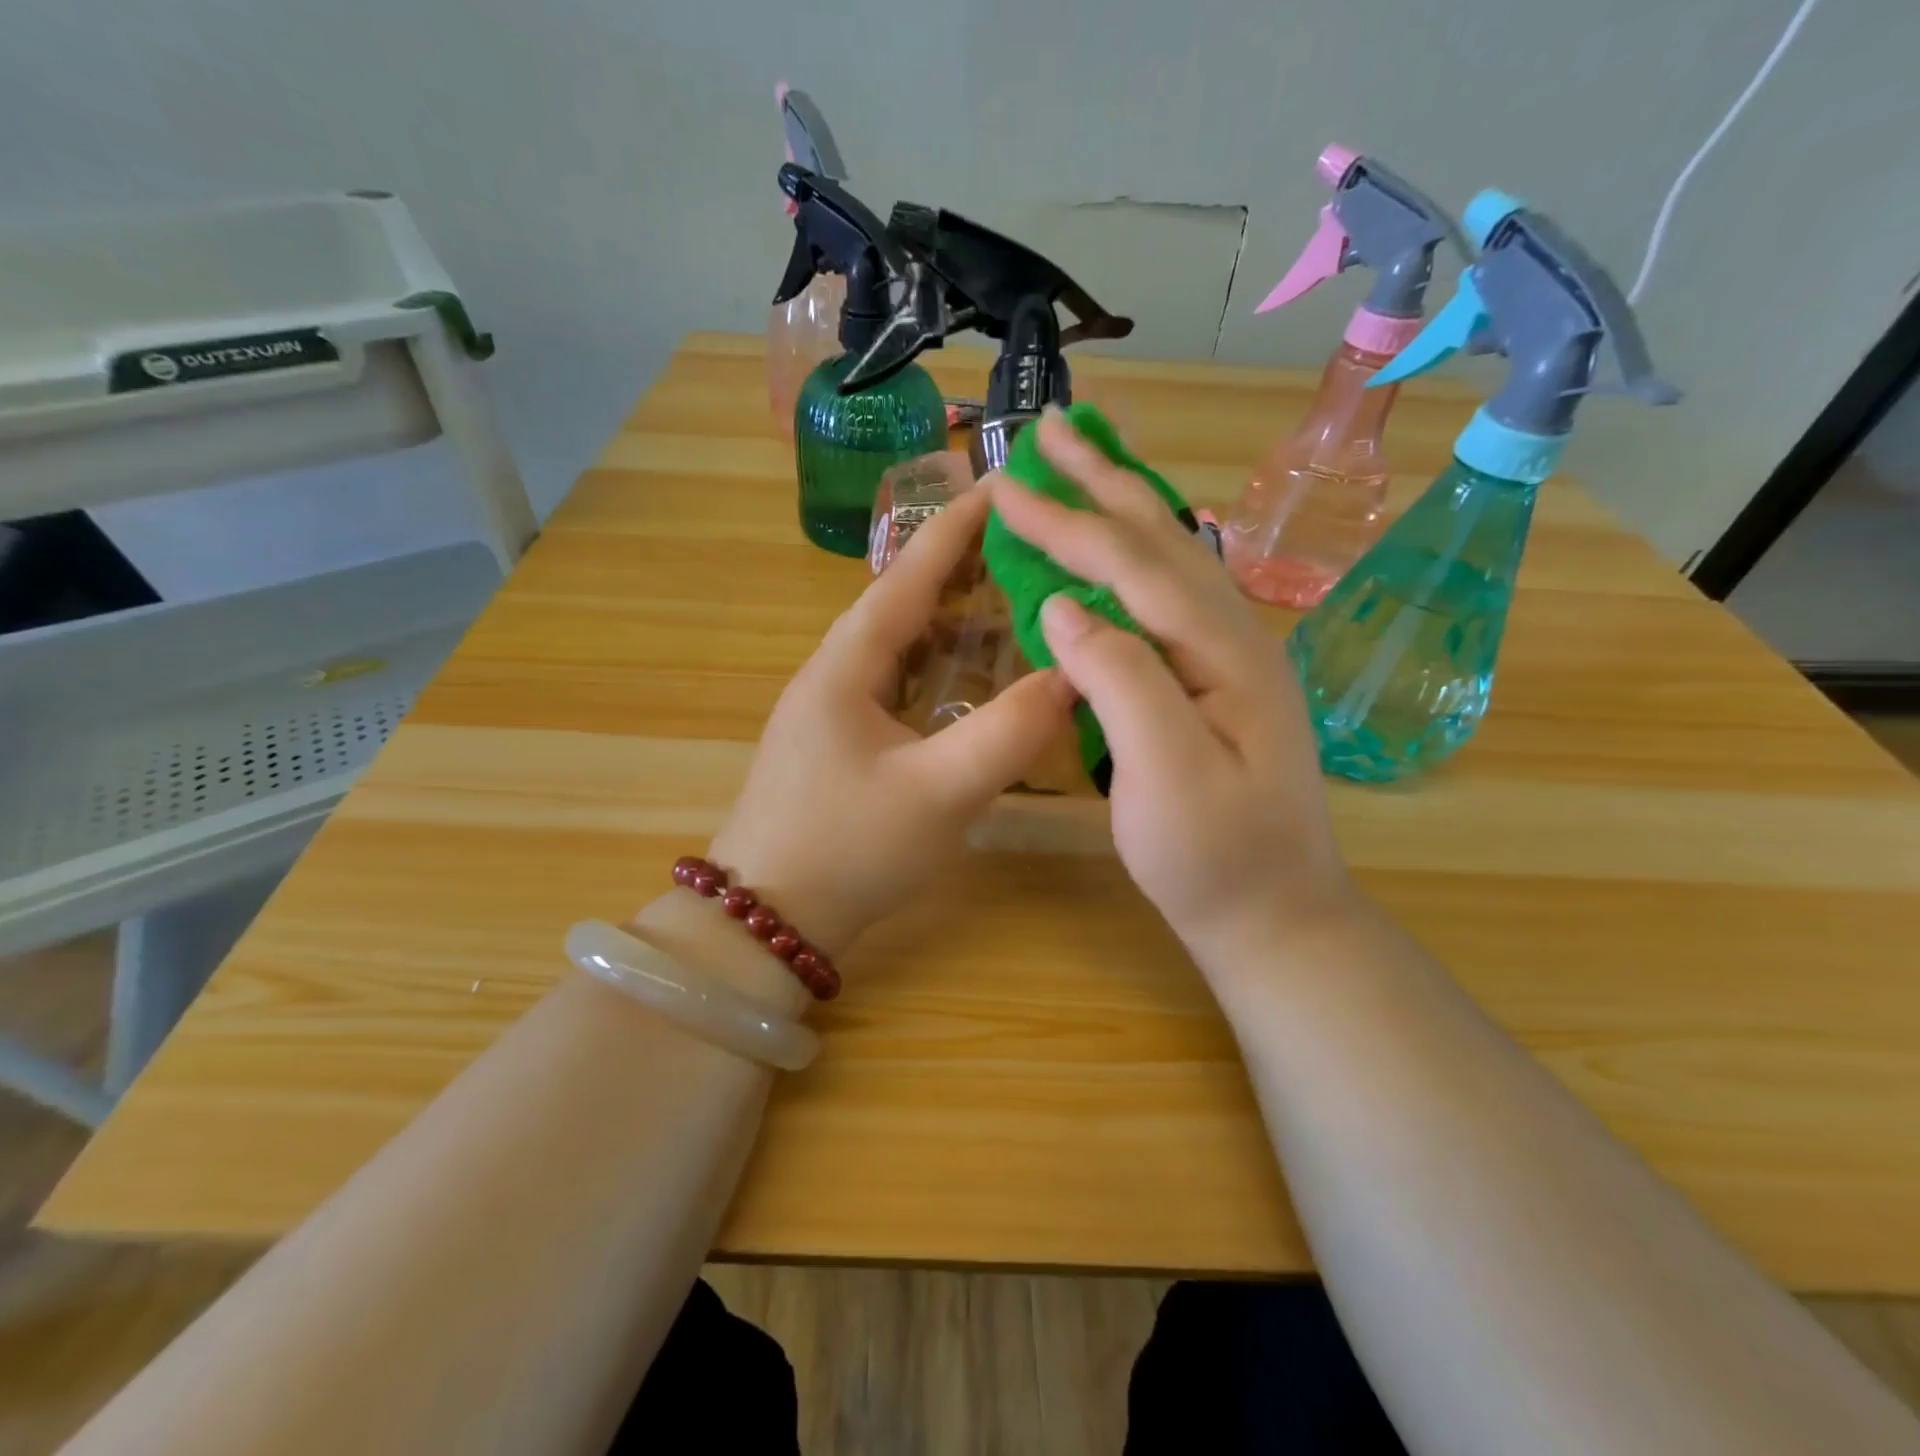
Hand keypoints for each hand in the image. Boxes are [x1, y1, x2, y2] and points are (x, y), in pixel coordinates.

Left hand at [709, 487, 1074, 963]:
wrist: (766, 922)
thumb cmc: (847, 848)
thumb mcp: (939, 793)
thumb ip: (1009, 733)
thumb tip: (1072, 677)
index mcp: (846, 664)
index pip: (907, 575)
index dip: (954, 529)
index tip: (1000, 485)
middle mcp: (834, 673)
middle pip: (903, 602)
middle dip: (960, 568)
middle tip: (1024, 545)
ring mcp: (832, 710)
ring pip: (900, 645)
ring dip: (949, 618)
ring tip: (1007, 598)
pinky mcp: (839, 743)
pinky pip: (897, 684)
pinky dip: (938, 667)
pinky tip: (970, 679)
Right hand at [987, 410, 1359, 981]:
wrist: (1274, 913)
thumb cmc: (1214, 857)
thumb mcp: (1165, 774)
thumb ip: (1120, 679)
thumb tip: (1062, 606)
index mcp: (1221, 650)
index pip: (1132, 564)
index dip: (1066, 522)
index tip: (1006, 485)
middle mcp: (1234, 635)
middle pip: (1159, 539)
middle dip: (1102, 480)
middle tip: (1053, 427)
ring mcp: (1231, 656)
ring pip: (1172, 558)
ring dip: (1123, 504)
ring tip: (1086, 462)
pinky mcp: (1218, 680)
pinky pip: (1172, 594)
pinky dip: (1137, 554)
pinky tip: (1123, 548)